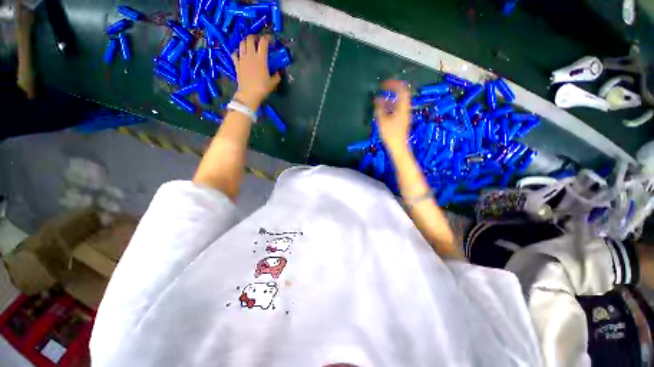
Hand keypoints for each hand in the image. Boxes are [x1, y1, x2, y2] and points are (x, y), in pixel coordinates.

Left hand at [232, 35, 280, 109]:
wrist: (249, 95)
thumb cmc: (262, 89)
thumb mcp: (273, 83)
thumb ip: (276, 76)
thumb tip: (278, 72)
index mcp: (261, 58)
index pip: (263, 42)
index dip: (267, 38)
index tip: (270, 40)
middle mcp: (250, 55)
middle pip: (250, 38)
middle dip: (255, 37)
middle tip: (259, 40)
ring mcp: (242, 59)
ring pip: (241, 43)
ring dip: (246, 41)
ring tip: (250, 45)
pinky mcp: (236, 64)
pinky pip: (235, 53)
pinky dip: (237, 51)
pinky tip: (240, 54)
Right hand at [375, 80, 411, 151]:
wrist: (398, 147)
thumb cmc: (390, 134)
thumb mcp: (382, 120)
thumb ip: (380, 108)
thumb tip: (378, 99)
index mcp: (402, 107)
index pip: (401, 89)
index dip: (393, 84)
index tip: (383, 84)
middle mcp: (405, 109)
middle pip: (402, 95)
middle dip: (392, 90)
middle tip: (383, 89)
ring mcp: (404, 115)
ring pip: (399, 102)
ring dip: (390, 99)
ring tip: (379, 101)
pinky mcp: (402, 120)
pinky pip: (397, 109)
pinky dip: (390, 107)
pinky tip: (383, 111)